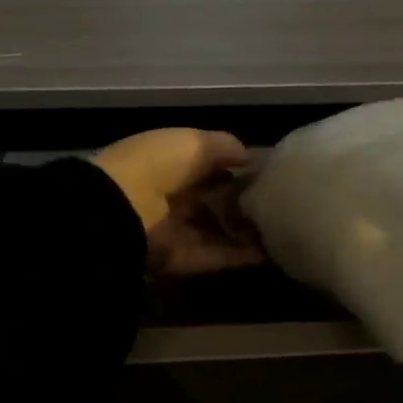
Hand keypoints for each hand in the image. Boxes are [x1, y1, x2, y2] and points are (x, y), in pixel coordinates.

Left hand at [91, 128, 263, 275]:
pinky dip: (240, 256)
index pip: (203, 163)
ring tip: (280, 231)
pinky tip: (270, 253)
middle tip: (277, 203)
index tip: (264, 172)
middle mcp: (168, 193)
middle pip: (210, 198)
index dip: (232, 166)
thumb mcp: (194, 142)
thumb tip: (248, 157)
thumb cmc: (158, 164)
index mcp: (166, 159)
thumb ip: (224, 147)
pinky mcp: (176, 260)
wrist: (122, 209)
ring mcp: (171, 229)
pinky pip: (213, 256)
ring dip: (243, 231)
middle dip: (240, 201)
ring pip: (214, 230)